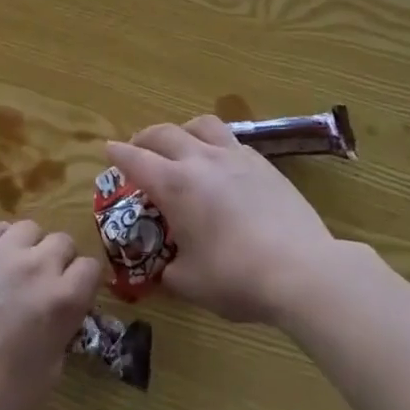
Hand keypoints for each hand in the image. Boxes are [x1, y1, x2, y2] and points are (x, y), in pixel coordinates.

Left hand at [0, 219, 101, 409]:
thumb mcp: (48, 375)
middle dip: (59, 262)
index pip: (91, 268)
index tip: (74, 297)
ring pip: (29, 228)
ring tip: (14, 270)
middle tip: (43, 286)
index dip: (84, 283)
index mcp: (62, 299)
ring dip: (29, 247)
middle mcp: (37, 265)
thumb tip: (59, 319)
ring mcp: (1, 252)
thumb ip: (60, 335)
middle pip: (62, 241)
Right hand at [106, 116, 337, 324]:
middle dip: (145, 138)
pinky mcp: (262, 163)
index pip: (136, 160)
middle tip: (138, 148)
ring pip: (201, 125)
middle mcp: (200, 160)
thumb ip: (171, 269)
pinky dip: (215, 145)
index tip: (108, 149)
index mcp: (175, 185)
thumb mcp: (191, 284)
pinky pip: (230, 140)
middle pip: (164, 133)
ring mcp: (234, 157)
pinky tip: (220, 164)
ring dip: (182, 130)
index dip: (118, 154)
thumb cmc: (237, 277)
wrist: (301, 269)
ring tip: (181, 143)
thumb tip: (167, 266)